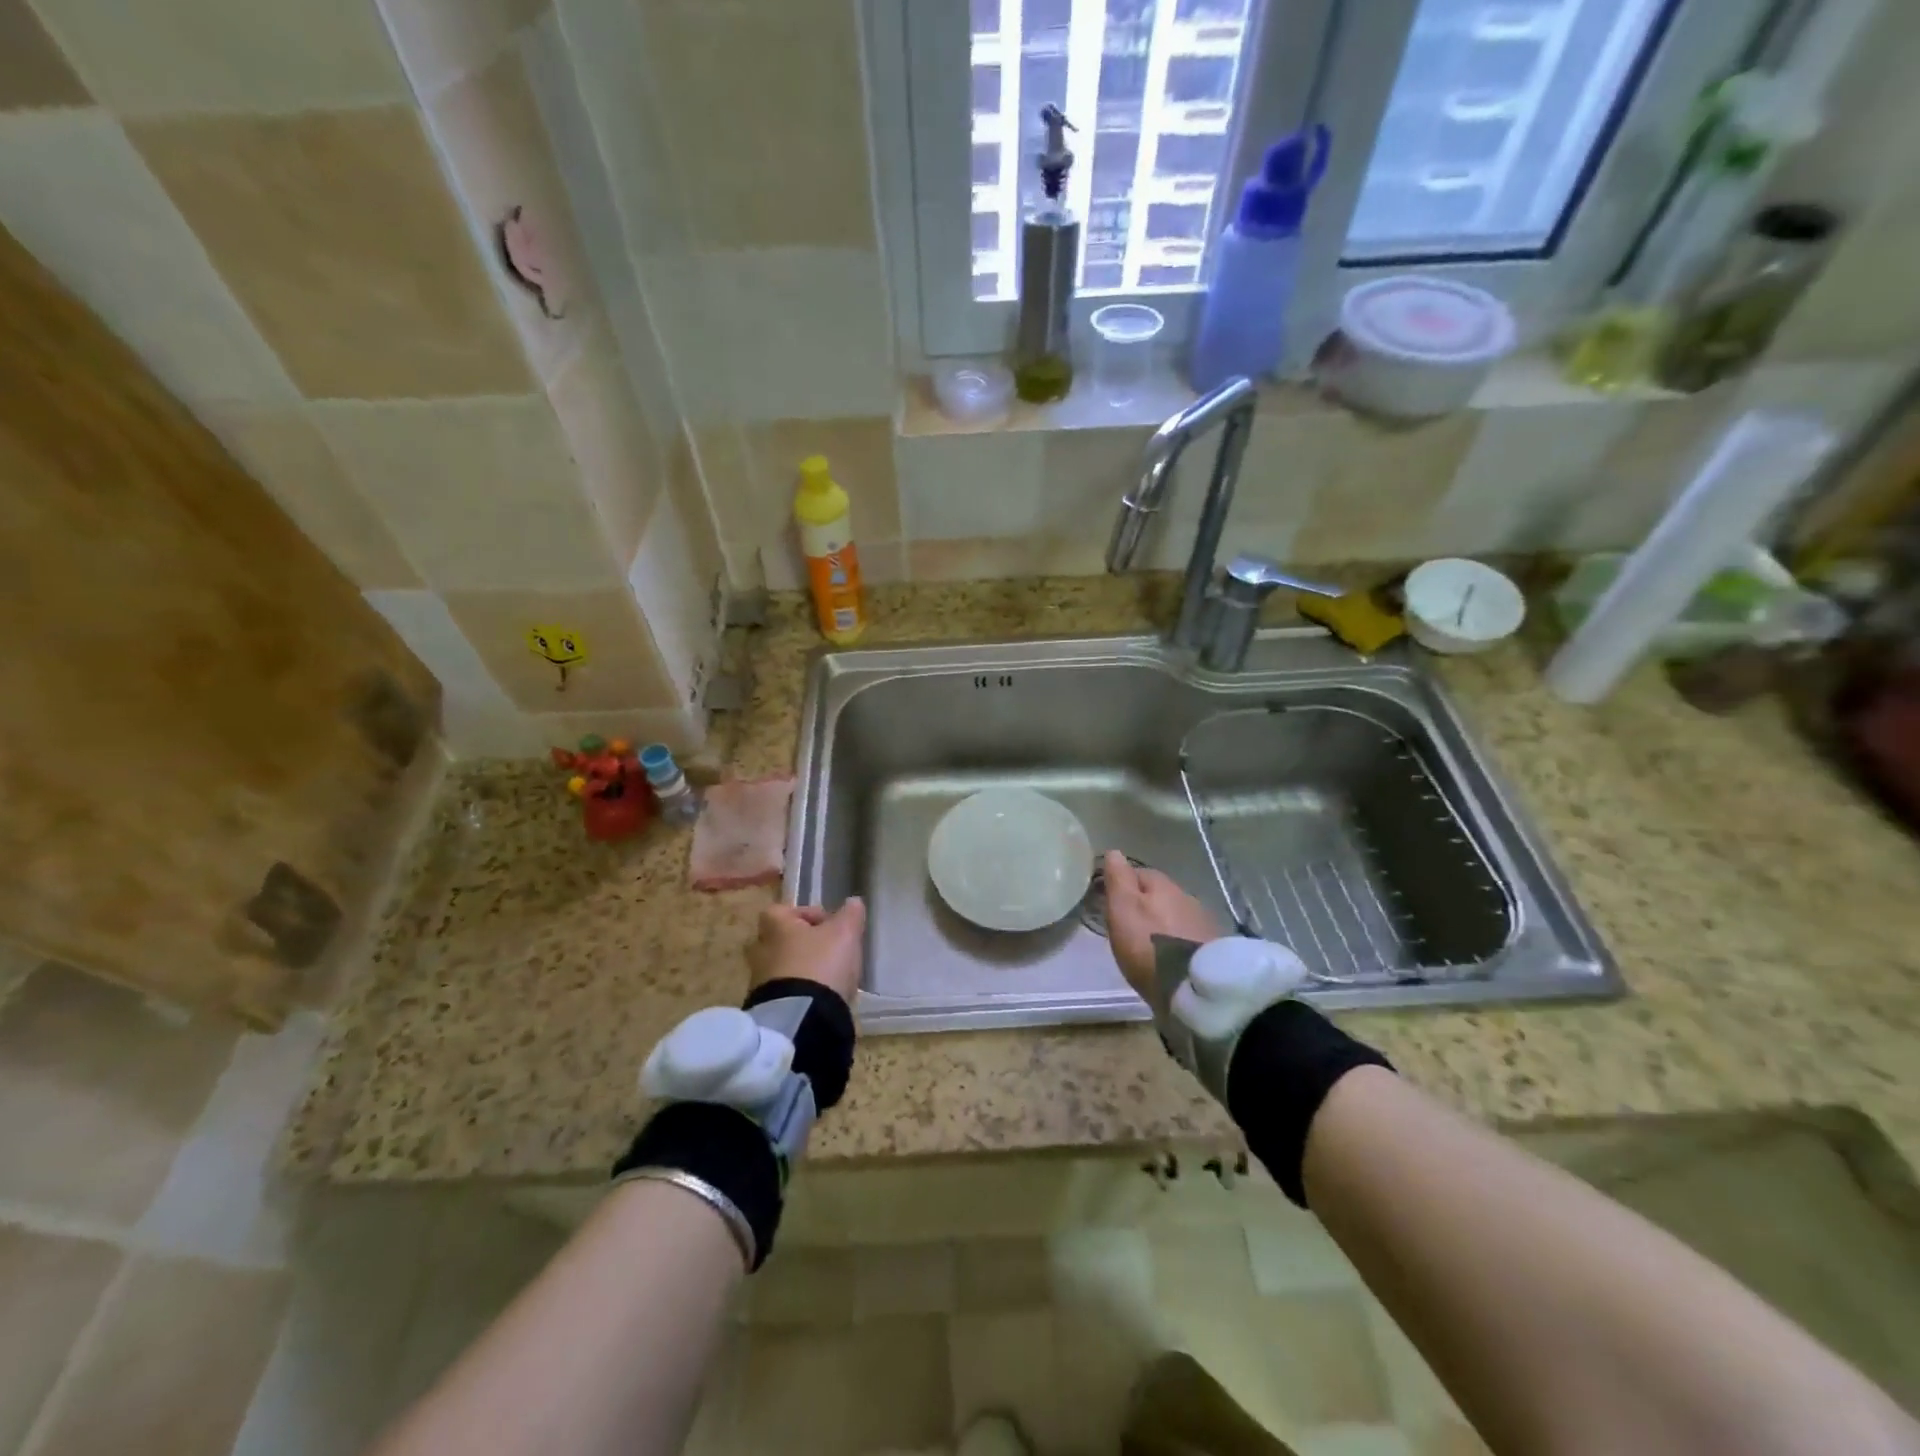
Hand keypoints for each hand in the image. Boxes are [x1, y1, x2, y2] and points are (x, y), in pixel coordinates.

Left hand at [746, 899, 865, 1005]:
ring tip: (830, 978)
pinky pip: (785, 992)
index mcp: (775, 926)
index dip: (807, 914)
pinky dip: (801, 991)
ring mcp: (760, 981)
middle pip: (783, 939)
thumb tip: (853, 902)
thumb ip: (850, 915)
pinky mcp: (767, 1007)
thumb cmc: (820, 964)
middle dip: (805, 944)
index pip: (783, 910)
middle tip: (829, 951)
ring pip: (783, 967)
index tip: (829, 925)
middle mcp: (761, 950)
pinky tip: (822, 998)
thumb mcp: (844, 933)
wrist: (801, 1018)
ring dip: (803, 969)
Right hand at [1102, 851, 1221, 1008]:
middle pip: (1160, 894)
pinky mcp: (1212, 948)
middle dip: (1145, 904)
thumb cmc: (1148, 945)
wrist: (1194, 987)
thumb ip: (1118, 880)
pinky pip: (1187, 935)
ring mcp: (1203, 922)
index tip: (1111, 901)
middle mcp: (1186, 897)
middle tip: (1128, 923)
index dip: (1123, 884)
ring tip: (1149, 942)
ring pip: (1175, 914)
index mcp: (1163, 885)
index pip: (1139, 873)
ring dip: (1162, 922)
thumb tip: (1114, 851)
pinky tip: (1169, 954)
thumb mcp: (1123, 909)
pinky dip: (1176, 940)